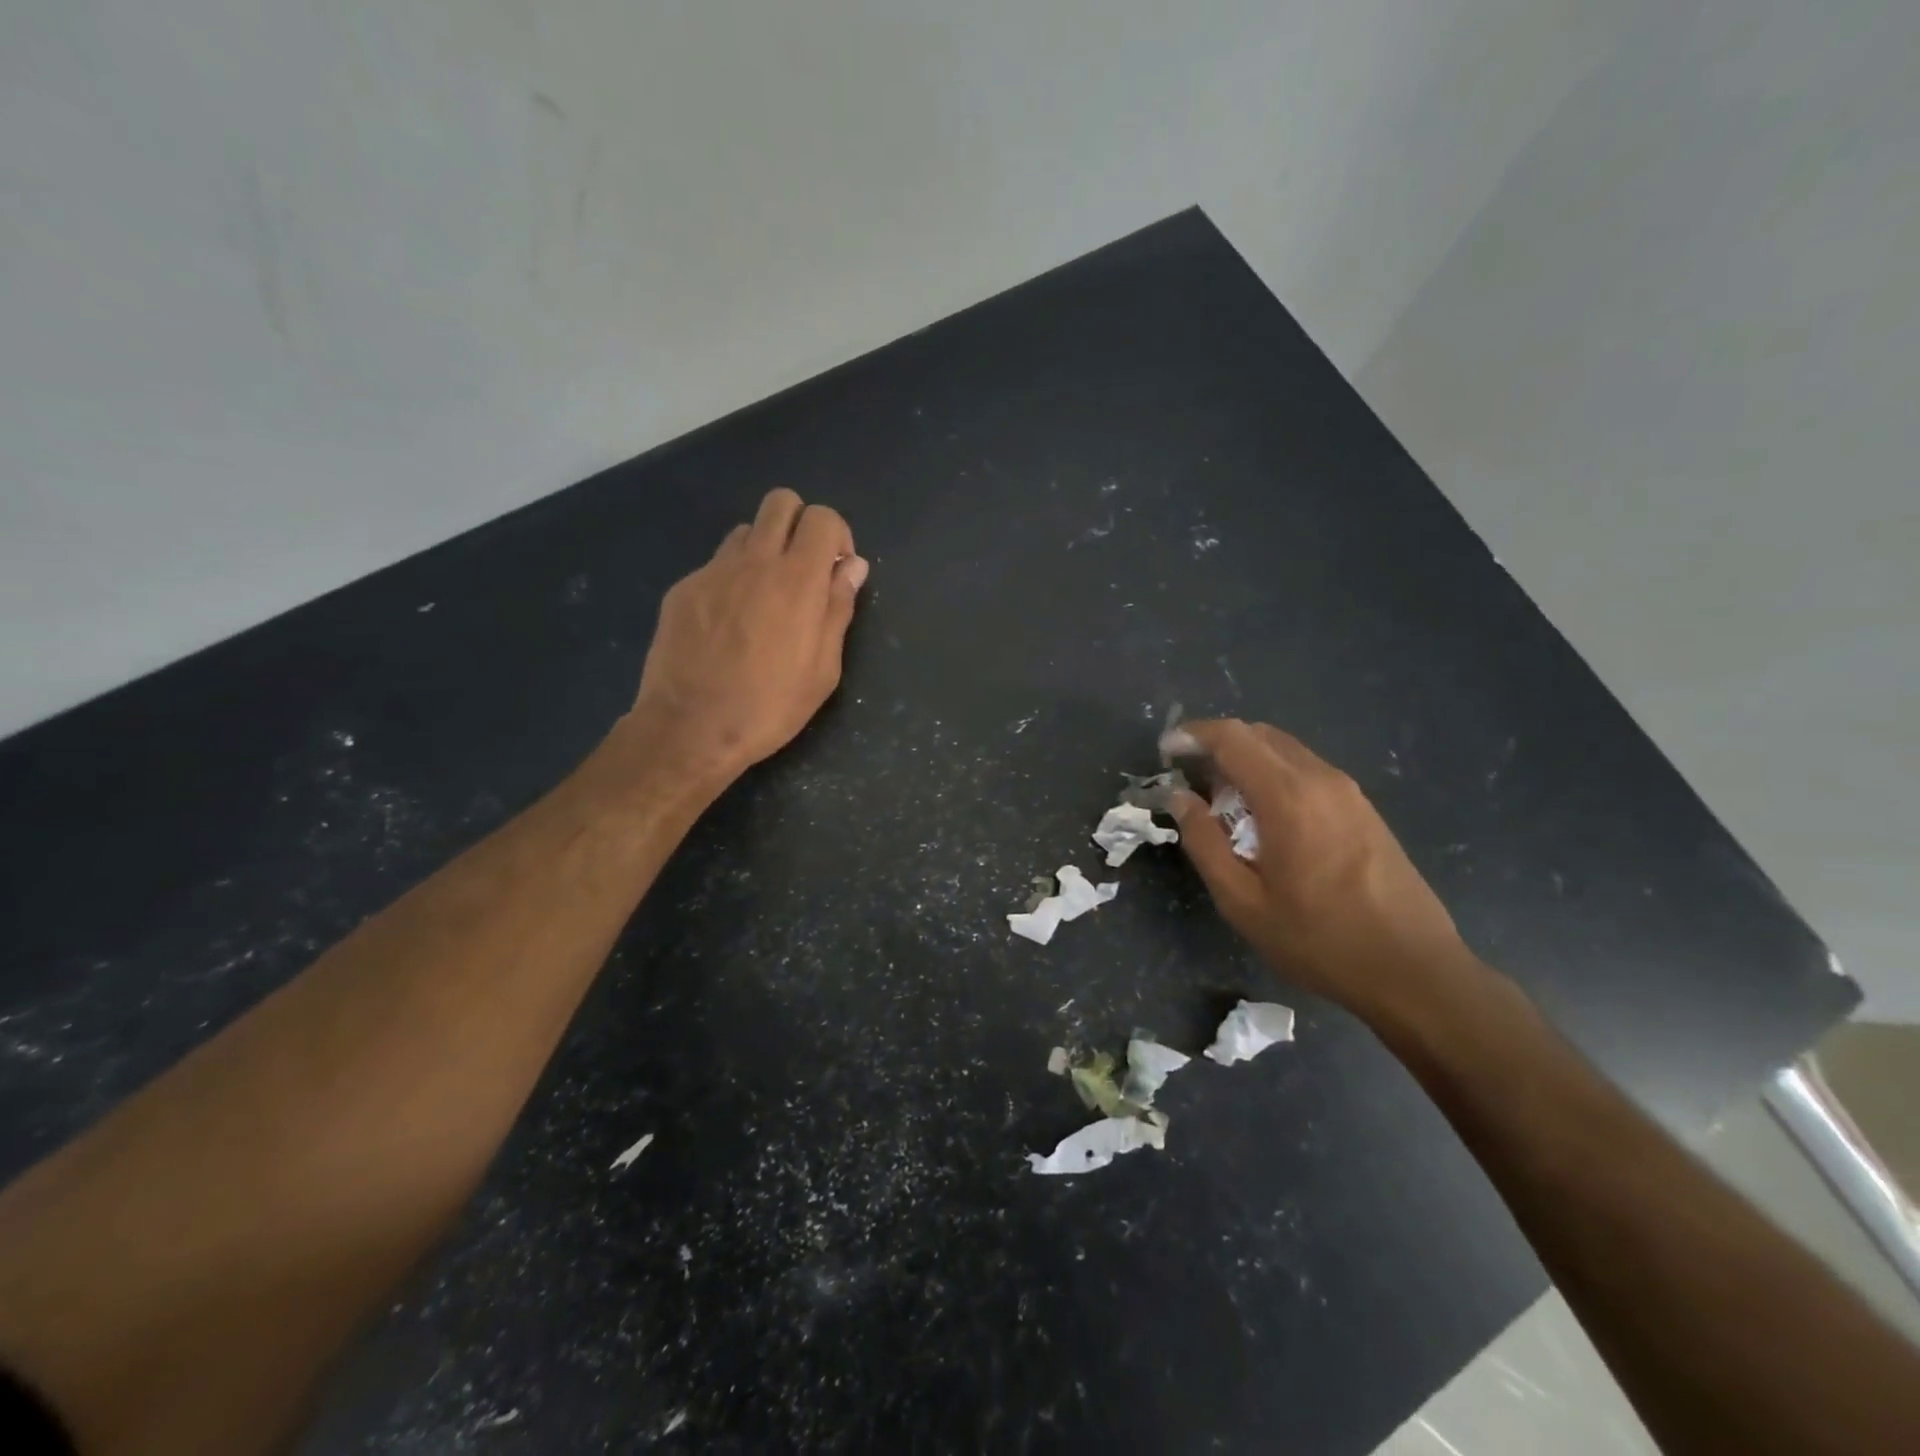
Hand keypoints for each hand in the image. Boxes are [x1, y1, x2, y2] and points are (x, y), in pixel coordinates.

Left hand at [625, 489, 867, 779]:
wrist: (690, 728)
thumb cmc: (770, 706)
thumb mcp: (824, 669)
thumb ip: (839, 608)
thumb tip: (852, 566)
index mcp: (797, 580)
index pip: (822, 517)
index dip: (836, 536)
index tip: (836, 571)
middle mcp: (754, 561)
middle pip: (781, 502)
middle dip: (800, 525)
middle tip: (803, 570)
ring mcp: (713, 572)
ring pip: (746, 531)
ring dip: (765, 551)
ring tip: (765, 598)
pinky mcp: (683, 589)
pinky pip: (716, 565)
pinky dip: (732, 579)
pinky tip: (729, 624)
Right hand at [1170, 719, 1471, 1018]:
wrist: (1414, 971)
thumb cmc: (1319, 940)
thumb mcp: (1242, 901)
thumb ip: (1204, 842)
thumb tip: (1180, 797)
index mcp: (1288, 797)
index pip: (1232, 737)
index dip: (1193, 735)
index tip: (1166, 752)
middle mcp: (1321, 779)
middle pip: (1259, 734)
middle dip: (1218, 745)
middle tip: (1191, 779)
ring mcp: (1349, 792)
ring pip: (1286, 751)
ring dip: (1248, 761)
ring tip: (1224, 803)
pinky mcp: (1364, 809)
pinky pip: (1308, 771)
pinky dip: (1275, 776)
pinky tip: (1267, 818)